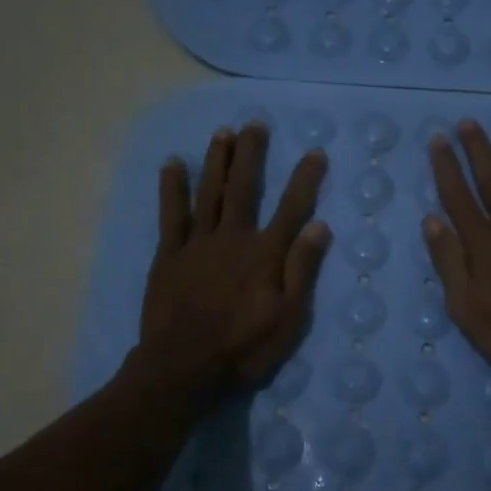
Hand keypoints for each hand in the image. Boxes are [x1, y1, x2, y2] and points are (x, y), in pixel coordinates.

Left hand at [136, 123, 331, 395]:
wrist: (184, 368)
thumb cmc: (244, 347)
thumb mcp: (289, 317)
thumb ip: (303, 269)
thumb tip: (319, 226)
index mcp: (265, 253)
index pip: (291, 207)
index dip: (305, 179)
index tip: (315, 152)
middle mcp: (233, 237)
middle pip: (244, 187)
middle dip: (252, 153)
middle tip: (255, 123)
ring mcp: (198, 243)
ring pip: (209, 192)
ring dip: (217, 160)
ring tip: (222, 132)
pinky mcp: (170, 254)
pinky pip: (171, 213)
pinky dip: (172, 187)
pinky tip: (173, 164)